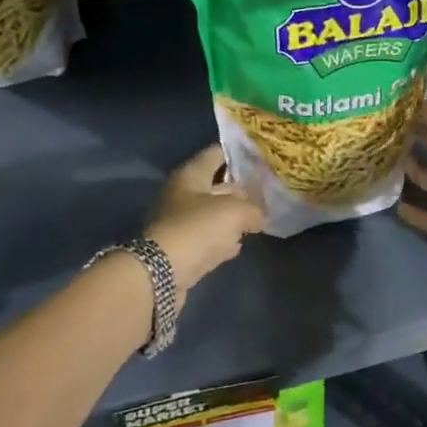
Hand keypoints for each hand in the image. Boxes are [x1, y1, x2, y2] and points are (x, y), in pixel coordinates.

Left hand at [146, 144, 265, 297]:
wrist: (162, 273)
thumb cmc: (198, 228)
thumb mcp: (235, 212)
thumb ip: (253, 209)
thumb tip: (259, 216)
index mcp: (190, 174)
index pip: (216, 153)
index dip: (238, 153)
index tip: (260, 156)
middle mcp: (181, 193)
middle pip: (215, 184)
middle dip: (239, 188)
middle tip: (264, 191)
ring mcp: (178, 221)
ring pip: (211, 212)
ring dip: (231, 216)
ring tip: (256, 218)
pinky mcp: (180, 247)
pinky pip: (205, 237)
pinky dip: (220, 239)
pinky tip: (237, 244)